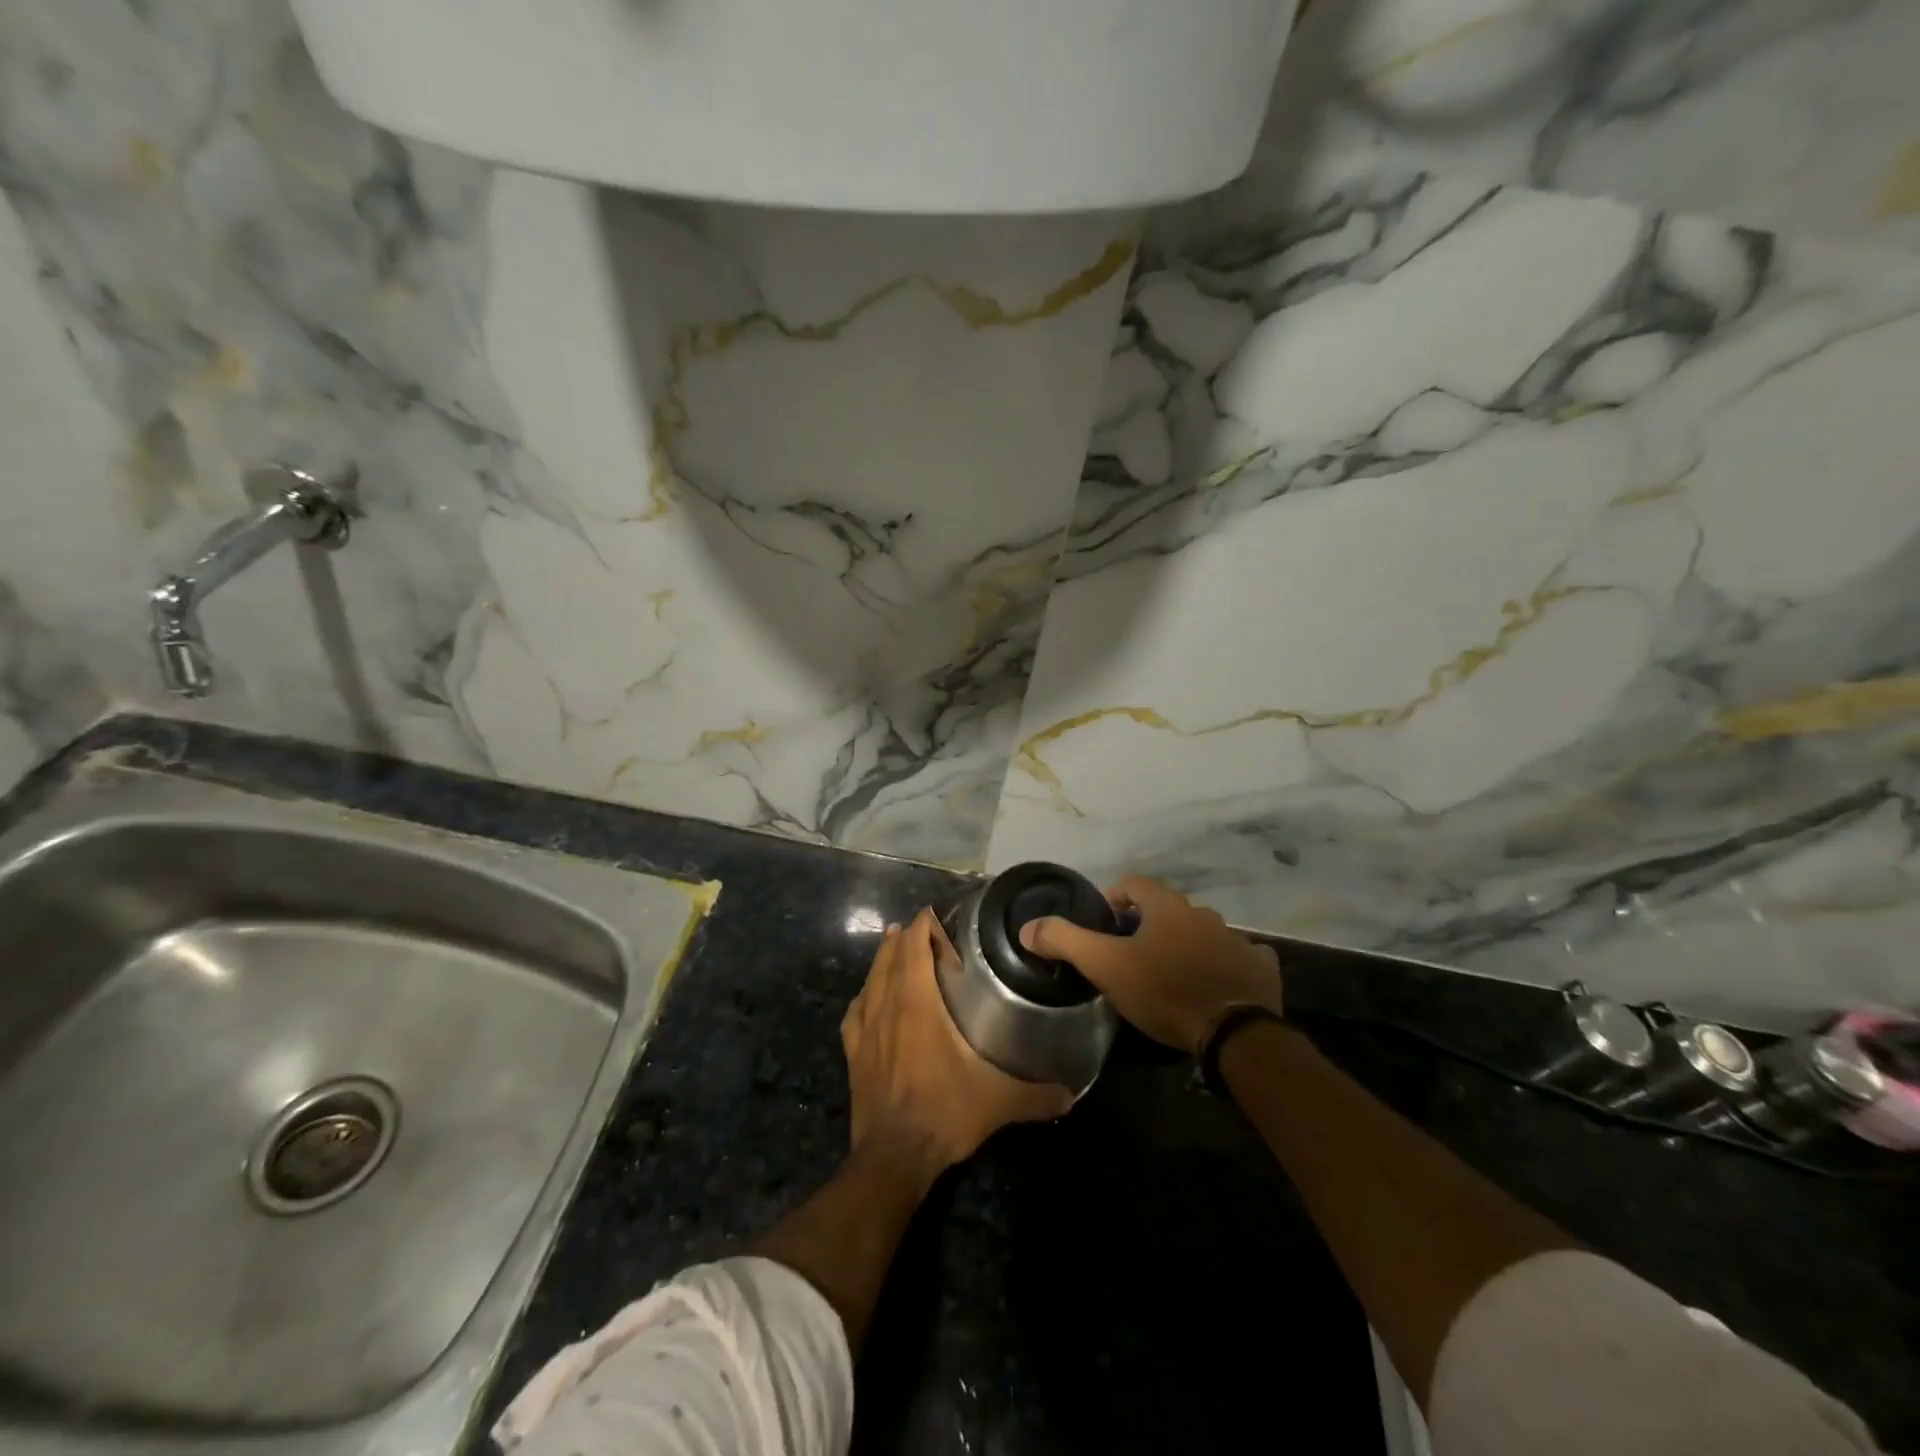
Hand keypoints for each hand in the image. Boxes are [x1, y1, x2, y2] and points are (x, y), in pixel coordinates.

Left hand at [842, 908, 1073, 1176]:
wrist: (893, 1157)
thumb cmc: (944, 1112)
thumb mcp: (998, 1101)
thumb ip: (1037, 1094)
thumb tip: (1072, 1093)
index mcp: (918, 1004)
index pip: (914, 947)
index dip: (922, 926)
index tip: (935, 914)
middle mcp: (887, 1007)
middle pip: (890, 957)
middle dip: (904, 937)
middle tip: (921, 927)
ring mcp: (865, 1030)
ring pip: (870, 980)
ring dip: (882, 960)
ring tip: (893, 946)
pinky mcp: (853, 1054)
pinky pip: (853, 1014)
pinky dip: (862, 998)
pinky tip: (867, 999)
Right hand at [1019, 876, 1281, 1054]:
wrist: (1233, 1032)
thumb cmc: (1164, 991)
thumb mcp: (1105, 967)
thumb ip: (1065, 941)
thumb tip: (1029, 926)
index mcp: (1166, 906)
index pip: (1132, 884)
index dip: (1113, 898)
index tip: (1104, 923)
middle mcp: (1202, 913)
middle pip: (1168, 908)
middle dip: (1149, 924)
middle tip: (1132, 954)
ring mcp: (1236, 938)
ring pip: (1203, 931)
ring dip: (1186, 943)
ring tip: (1171, 972)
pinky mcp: (1260, 965)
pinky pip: (1240, 956)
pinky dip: (1225, 963)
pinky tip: (1216, 983)